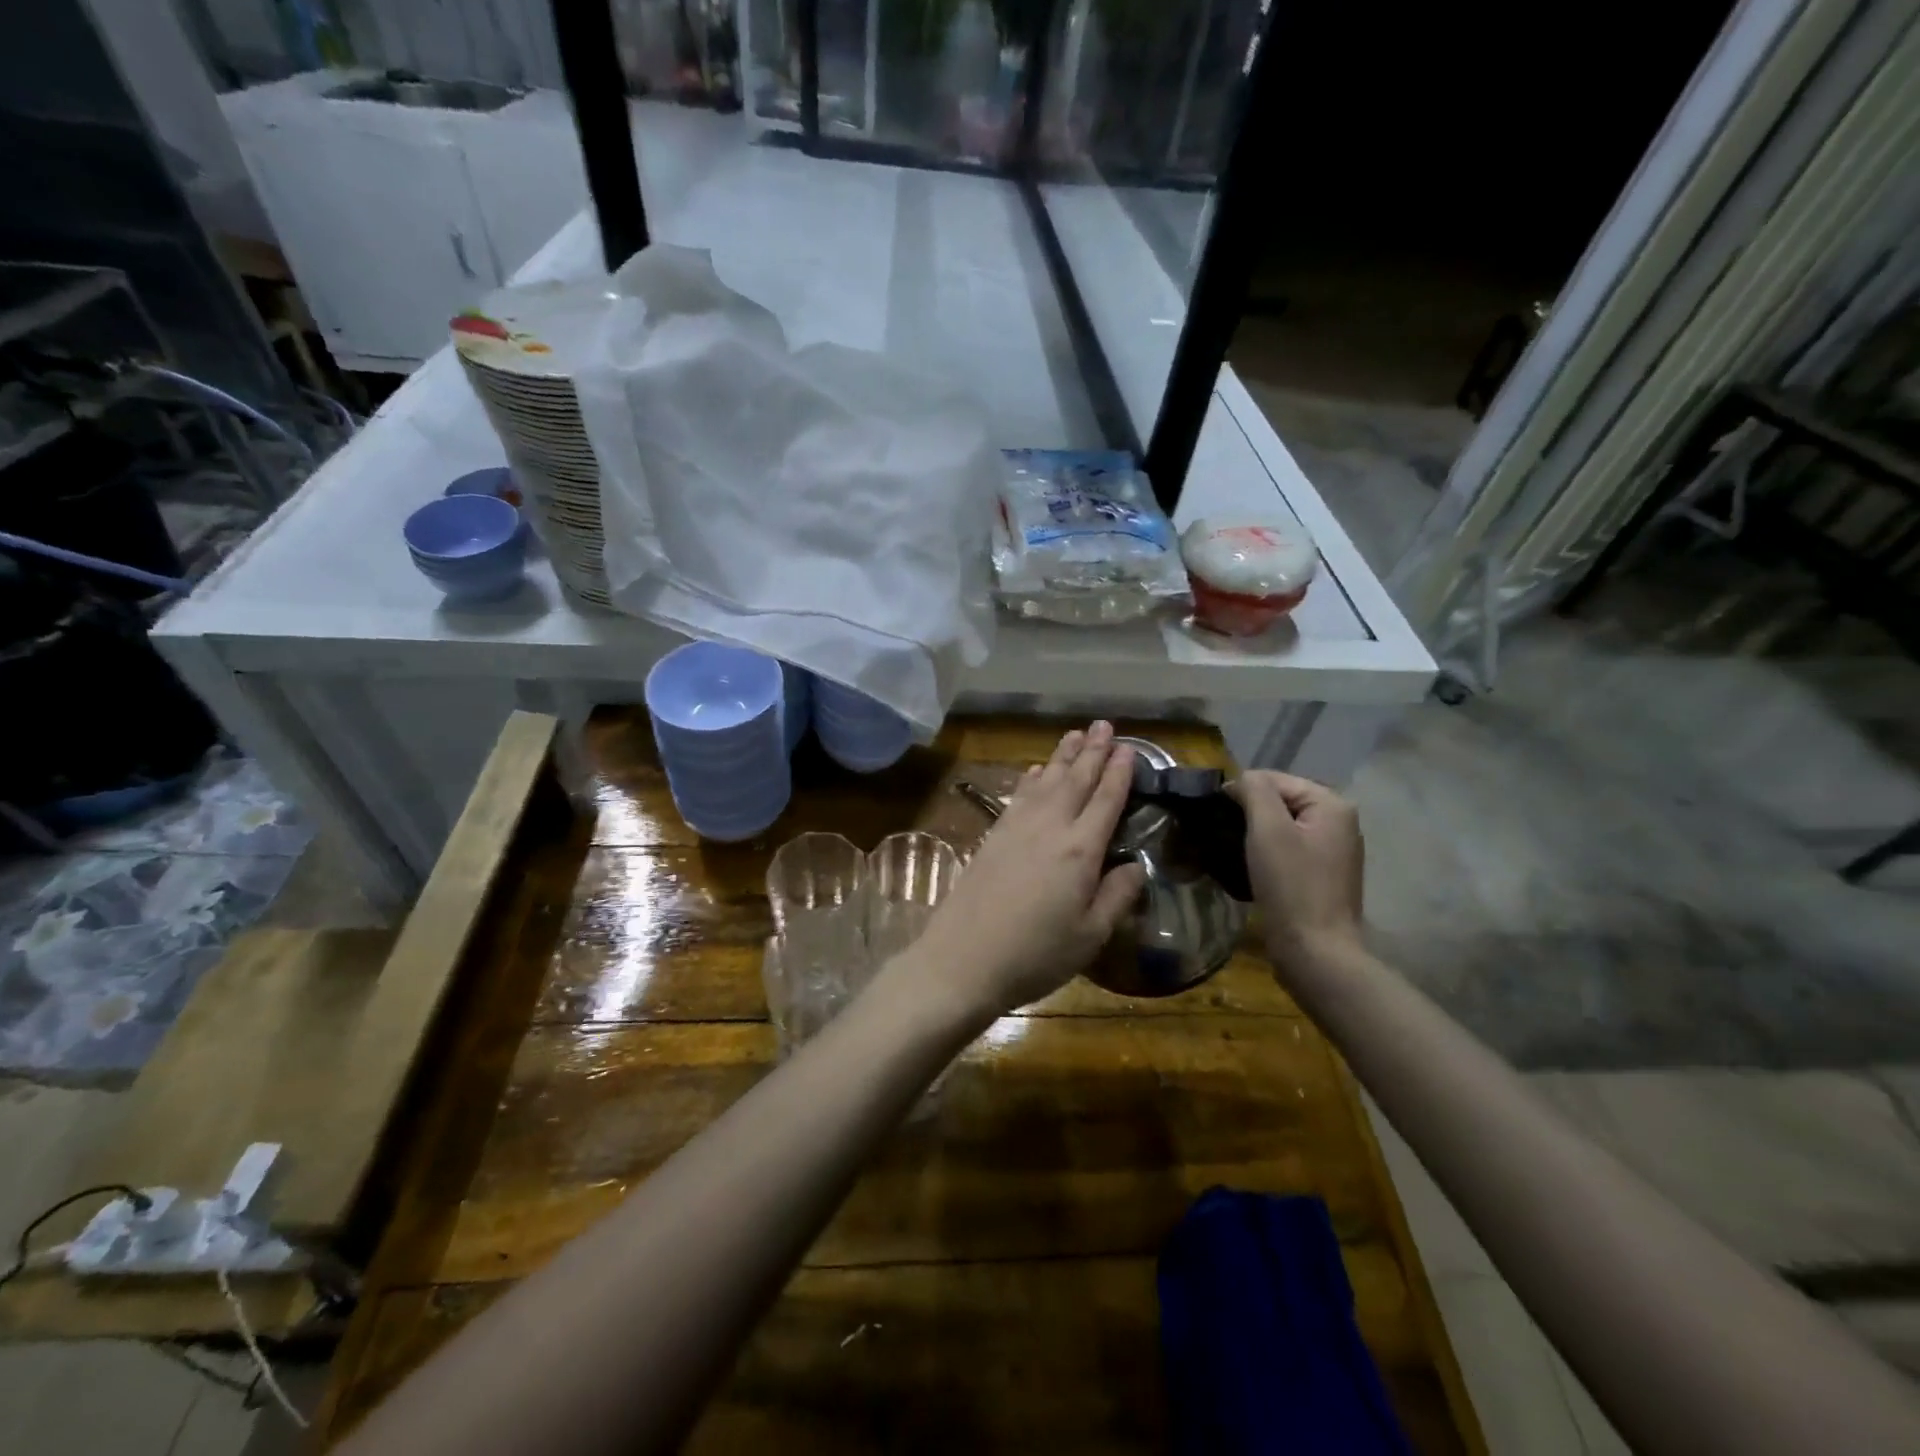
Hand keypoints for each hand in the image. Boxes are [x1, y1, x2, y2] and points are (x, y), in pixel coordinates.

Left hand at [908, 722, 1146, 1021]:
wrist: (963, 958)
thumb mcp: (1090, 936)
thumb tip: (1136, 866)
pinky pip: (1020, 795)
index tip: (1128, 748)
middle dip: (1092, 751)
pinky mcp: (993, 836)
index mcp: (1080, 850)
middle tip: (1104, 725)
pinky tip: (1037, 770)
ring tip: (1075, 734)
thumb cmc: (1035, 954)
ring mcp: (1017, 828)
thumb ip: (1117, 897)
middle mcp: (1050, 827)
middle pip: (1075, 780)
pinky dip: (1032, 778)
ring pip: (1046, 781)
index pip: (1106, 800)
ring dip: (1062, 756)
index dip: (1119, 772)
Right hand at [1229, 770, 1364, 974]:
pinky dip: (1267, 852)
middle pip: (1281, 801)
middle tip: (1221, 832)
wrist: (1315, 951)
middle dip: (1250, 812)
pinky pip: (1289, 849)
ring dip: (1256, 834)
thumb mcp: (1268, 829)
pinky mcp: (1323, 876)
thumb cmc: (1291, 886)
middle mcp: (1340, 822)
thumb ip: (1255, 791)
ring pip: (1283, 826)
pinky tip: (1250, 867)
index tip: (1214, 814)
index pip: (1275, 779)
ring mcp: (1334, 851)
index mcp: (1332, 805)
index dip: (1242, 791)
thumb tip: (1241, 779)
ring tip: (1232, 849)